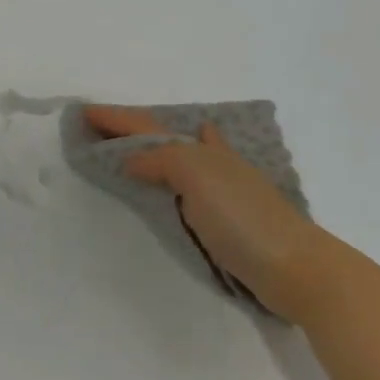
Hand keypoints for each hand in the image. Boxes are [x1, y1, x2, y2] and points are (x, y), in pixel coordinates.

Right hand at [83, 106, 333, 323]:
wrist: (296, 268)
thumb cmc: (244, 218)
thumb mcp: (198, 177)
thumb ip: (163, 159)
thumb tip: (130, 160)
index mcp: (202, 150)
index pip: (150, 127)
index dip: (117, 119)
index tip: (84, 112)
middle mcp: (212, 163)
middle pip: (164, 139)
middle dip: (133, 129)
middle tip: (100, 126)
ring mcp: (222, 190)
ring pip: (177, 159)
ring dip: (151, 148)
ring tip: (128, 144)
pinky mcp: (227, 220)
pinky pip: (187, 187)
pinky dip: (174, 174)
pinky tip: (180, 175)